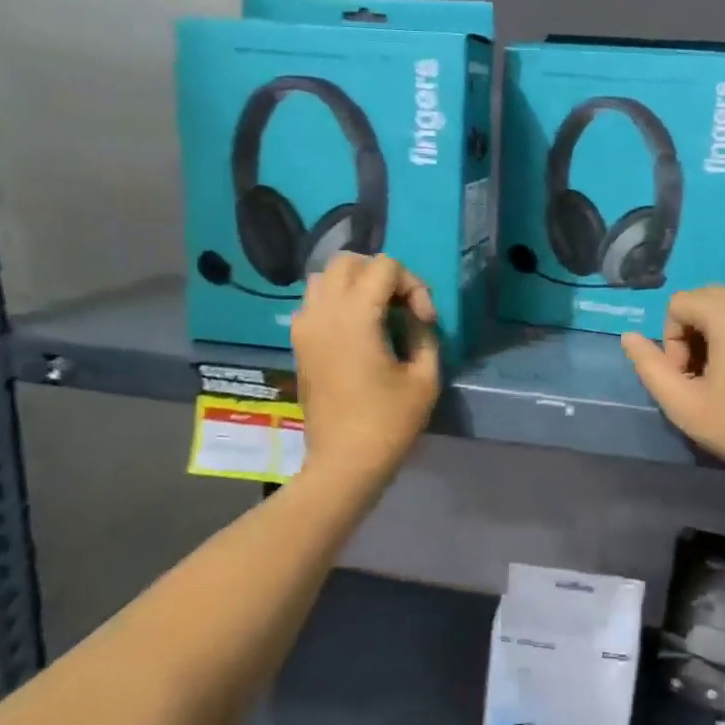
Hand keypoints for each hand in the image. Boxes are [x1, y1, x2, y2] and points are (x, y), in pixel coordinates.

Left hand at [290, 254, 439, 485]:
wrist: (344, 463)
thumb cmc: (389, 422)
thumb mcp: (425, 378)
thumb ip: (425, 334)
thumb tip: (418, 317)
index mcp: (356, 316)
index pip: (385, 267)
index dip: (414, 286)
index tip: (424, 322)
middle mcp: (324, 312)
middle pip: (349, 261)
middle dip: (382, 275)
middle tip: (402, 307)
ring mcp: (305, 326)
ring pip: (325, 277)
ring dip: (355, 284)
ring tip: (377, 313)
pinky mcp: (299, 343)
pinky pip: (313, 302)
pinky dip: (335, 301)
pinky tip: (355, 329)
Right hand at [622, 288, 724, 491]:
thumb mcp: (682, 404)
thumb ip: (649, 366)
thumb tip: (629, 337)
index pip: (679, 303)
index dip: (671, 339)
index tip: (685, 376)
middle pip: (705, 298)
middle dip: (691, 332)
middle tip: (699, 376)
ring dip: (714, 334)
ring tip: (721, 378)